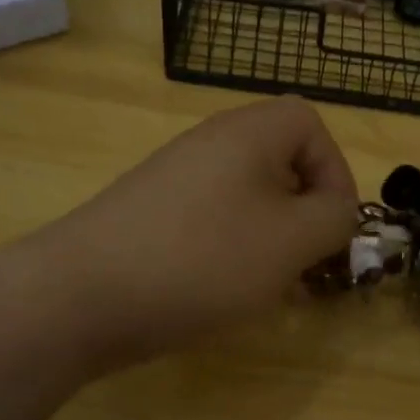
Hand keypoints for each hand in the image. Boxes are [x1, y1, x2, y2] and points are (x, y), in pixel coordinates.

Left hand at [38, 97, 358, 371]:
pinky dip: (232, 253)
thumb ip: (333, 217)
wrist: (82, 295)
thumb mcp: (291, 240)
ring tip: (272, 288)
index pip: (310, 124)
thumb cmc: (203, 259)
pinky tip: (226, 294)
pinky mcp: (150, 218)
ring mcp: (173, 182)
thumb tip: (336, 210)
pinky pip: (210, 224)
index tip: (333, 226)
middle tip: (308, 264)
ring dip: (271, 240)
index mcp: (247, 134)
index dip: (336, 170)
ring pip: (246, 200)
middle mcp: (209, 146)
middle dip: (305, 215)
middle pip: (279, 162)